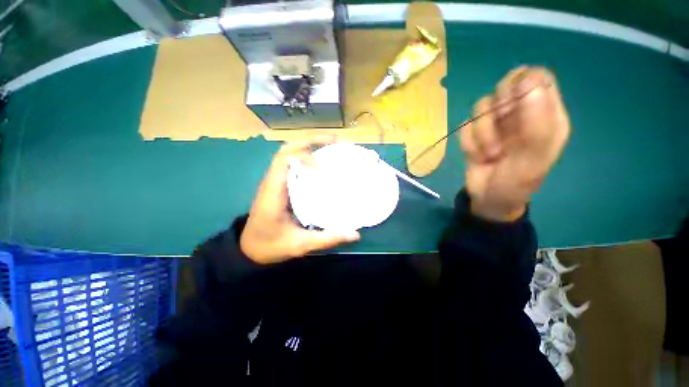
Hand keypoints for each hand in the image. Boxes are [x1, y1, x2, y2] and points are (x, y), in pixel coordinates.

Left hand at [240, 141, 360, 263]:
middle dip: (310, 141)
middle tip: (334, 141)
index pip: (284, 161)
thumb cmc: (271, 246)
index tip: (324, 167)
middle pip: (286, 150)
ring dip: (308, 146)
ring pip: (288, 154)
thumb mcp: (300, 245)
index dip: (305, 157)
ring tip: (331, 147)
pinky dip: (306, 158)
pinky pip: (292, 164)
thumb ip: (326, 239)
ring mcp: (275, 182)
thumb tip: (355, 234)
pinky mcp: (280, 185)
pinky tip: (321, 164)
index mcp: (273, 193)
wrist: (249, 249)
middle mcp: (272, 182)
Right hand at [460, 67, 570, 221]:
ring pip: (482, 106)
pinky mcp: (475, 133)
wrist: (489, 200)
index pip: (539, 77)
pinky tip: (477, 156)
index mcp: (545, 115)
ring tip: (490, 154)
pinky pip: (465, 125)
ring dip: (482, 133)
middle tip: (500, 128)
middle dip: (498, 109)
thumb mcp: (533, 157)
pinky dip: (469, 142)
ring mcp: (496, 123)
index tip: (512, 104)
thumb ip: (536, 122)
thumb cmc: (517, 182)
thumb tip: (527, 80)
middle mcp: (521, 114)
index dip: (523, 84)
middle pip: (506, 85)